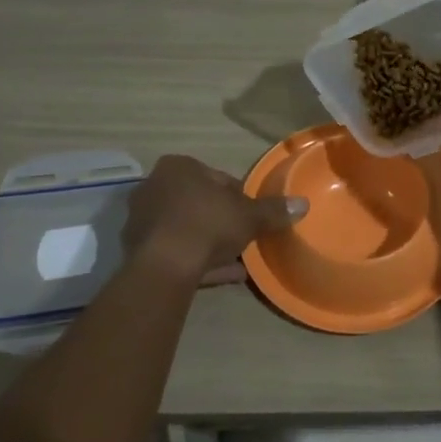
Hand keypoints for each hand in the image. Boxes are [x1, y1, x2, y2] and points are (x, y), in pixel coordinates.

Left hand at [121, 155, 305, 283]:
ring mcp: (142, 219)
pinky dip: (196, 260)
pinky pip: (175, 251)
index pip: (216, 178)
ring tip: (235, 261)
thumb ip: (273, 210)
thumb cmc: (208, 224)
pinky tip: (221, 275)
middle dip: (220, 218)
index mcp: (178, 167)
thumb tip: (303, 204)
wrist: (166, 266)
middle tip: (242, 236)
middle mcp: (154, 186)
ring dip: (208, 241)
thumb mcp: (249, 216)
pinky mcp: (137, 249)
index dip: (238, 197)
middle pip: (198, 202)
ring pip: (185, 228)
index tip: (251, 215)